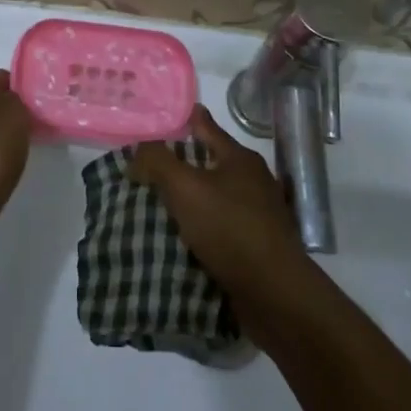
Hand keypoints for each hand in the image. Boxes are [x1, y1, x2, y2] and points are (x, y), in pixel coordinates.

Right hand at [132, 105, 316, 345]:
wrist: (273, 293)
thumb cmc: (230, 229)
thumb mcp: (186, 188)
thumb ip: (158, 163)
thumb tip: (137, 153)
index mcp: (240, 158)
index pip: (205, 127)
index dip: (182, 119)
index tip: (158, 117)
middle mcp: (252, 181)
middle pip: (209, 162)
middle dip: (180, 164)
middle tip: (145, 168)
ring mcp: (257, 214)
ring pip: (213, 197)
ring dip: (188, 200)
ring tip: (155, 205)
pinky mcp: (255, 245)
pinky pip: (219, 227)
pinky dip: (198, 227)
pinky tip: (178, 237)